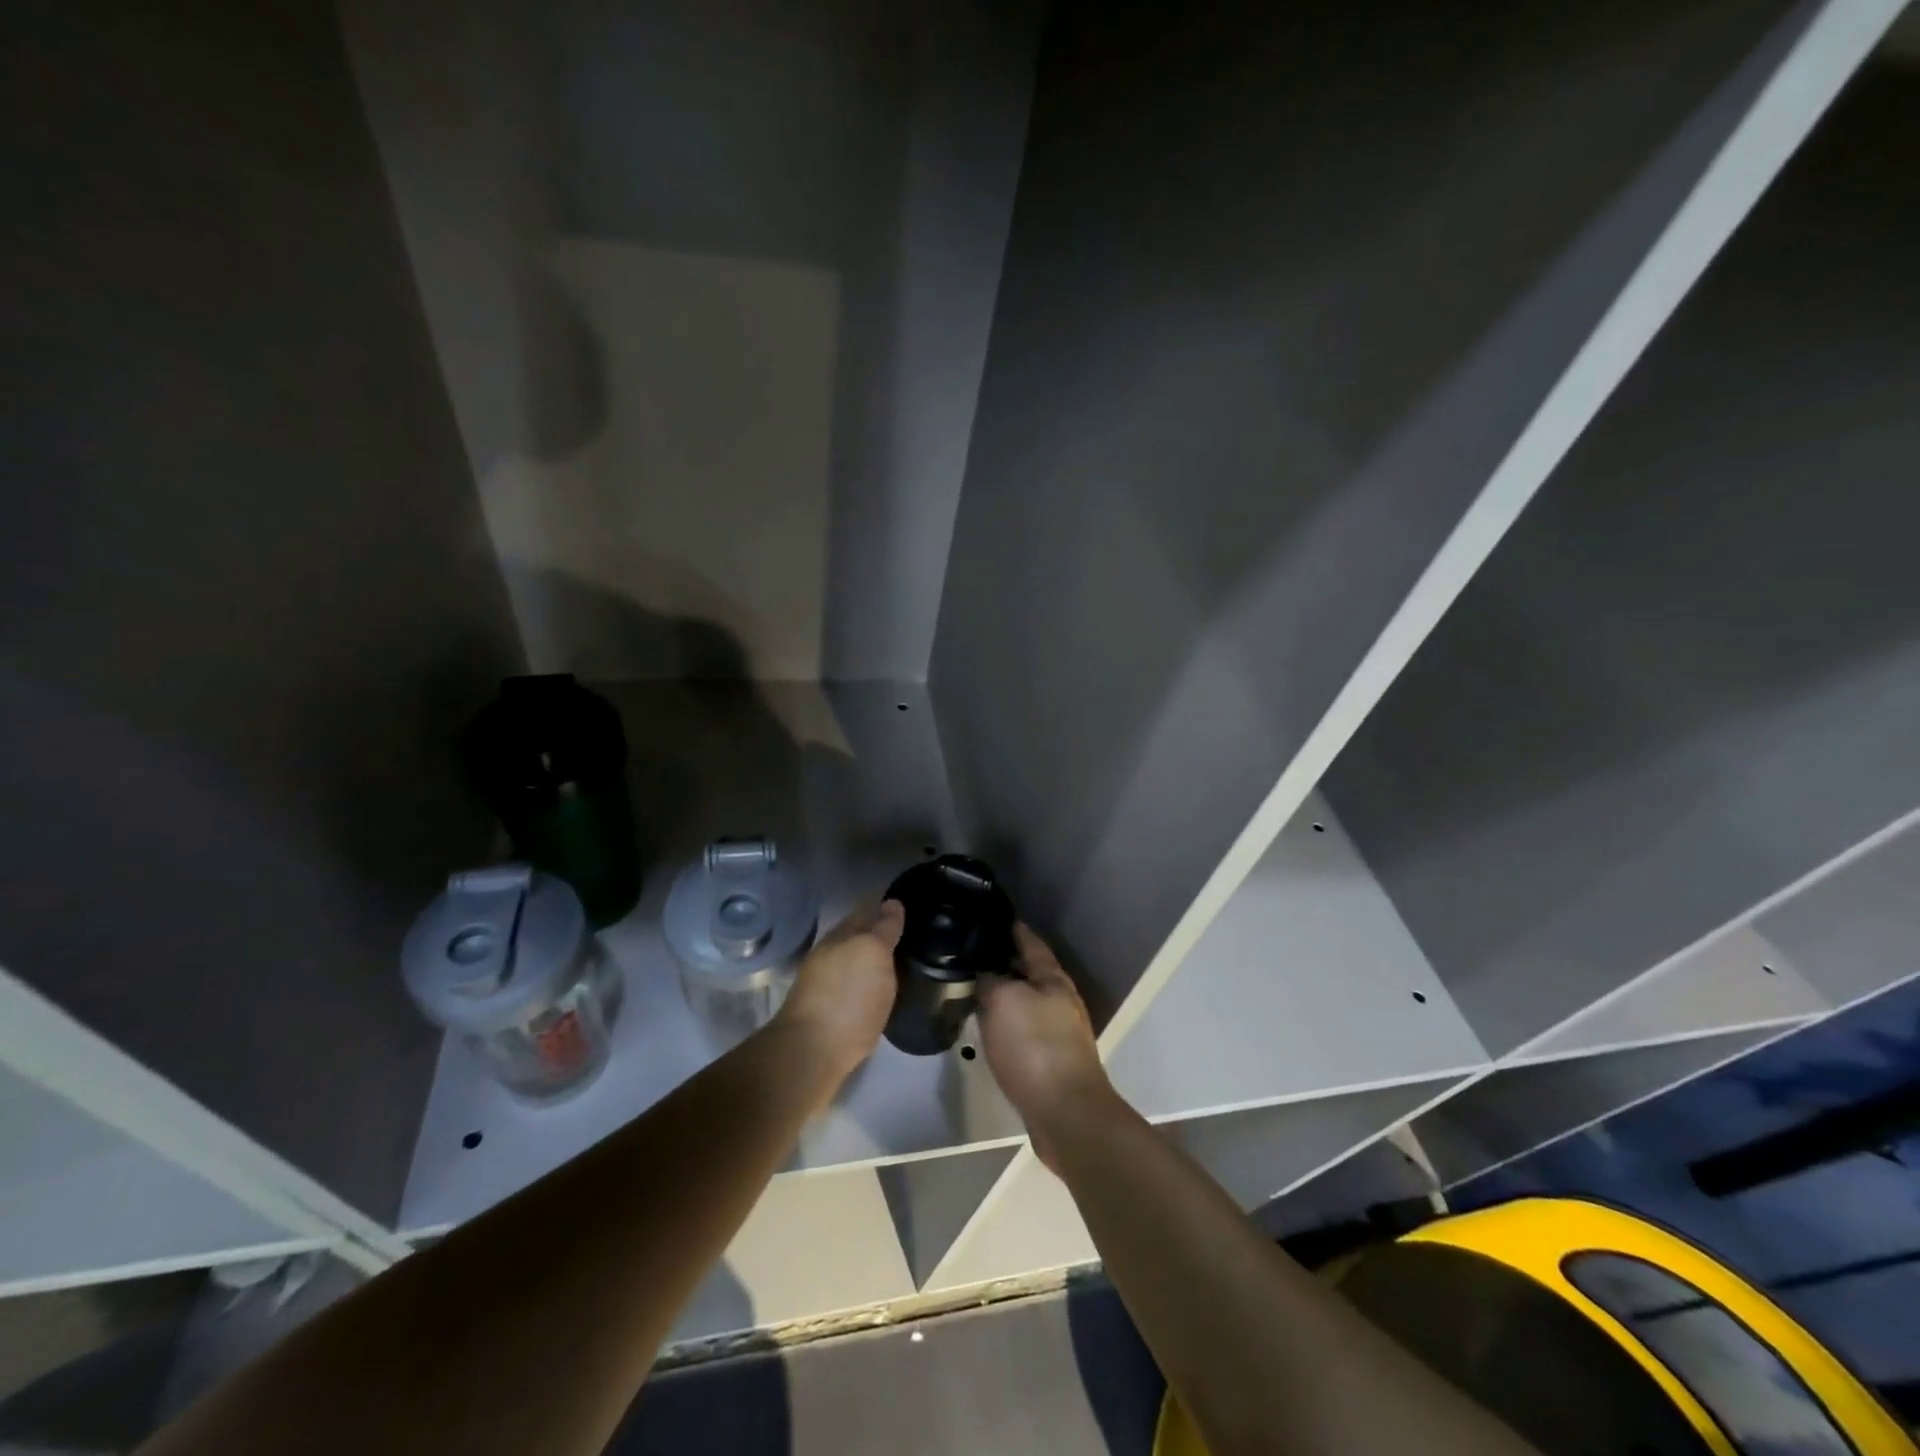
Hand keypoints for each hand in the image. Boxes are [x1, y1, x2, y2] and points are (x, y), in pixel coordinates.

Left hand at [774, 900, 902, 1086]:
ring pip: (853, 963)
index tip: (910, 910)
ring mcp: (823, 984)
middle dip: (879, 934)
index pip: (867, 911)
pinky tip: (880, 994)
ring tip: (900, 966)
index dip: (888, 908)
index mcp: (841, 935)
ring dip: (872, 961)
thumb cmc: (848, 997)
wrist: (811, 1054)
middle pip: (858, 937)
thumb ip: (884, 928)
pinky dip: (866, 985)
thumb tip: (892, 904)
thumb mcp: (874, 953)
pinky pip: (852, 988)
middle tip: (910, 939)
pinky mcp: (825, 1013)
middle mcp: (830, 954)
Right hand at [978, 924, 1114, 1170]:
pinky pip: (1024, 1030)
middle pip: (1029, 972)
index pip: (1030, 942)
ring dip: (1004, 994)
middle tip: (970, 954)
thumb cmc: (1035, 1046)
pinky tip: (988, 1028)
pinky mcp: (1051, 1061)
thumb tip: (982, 976)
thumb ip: (989, 981)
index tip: (989, 917)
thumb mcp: (1003, 1001)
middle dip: (1004, 961)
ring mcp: (1058, 1032)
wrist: (1066, 1113)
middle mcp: (1060, 1000)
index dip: (1012, 928)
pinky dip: (1006, 1023)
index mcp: (1053, 979)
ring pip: (1026, 1002)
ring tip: (972, 988)